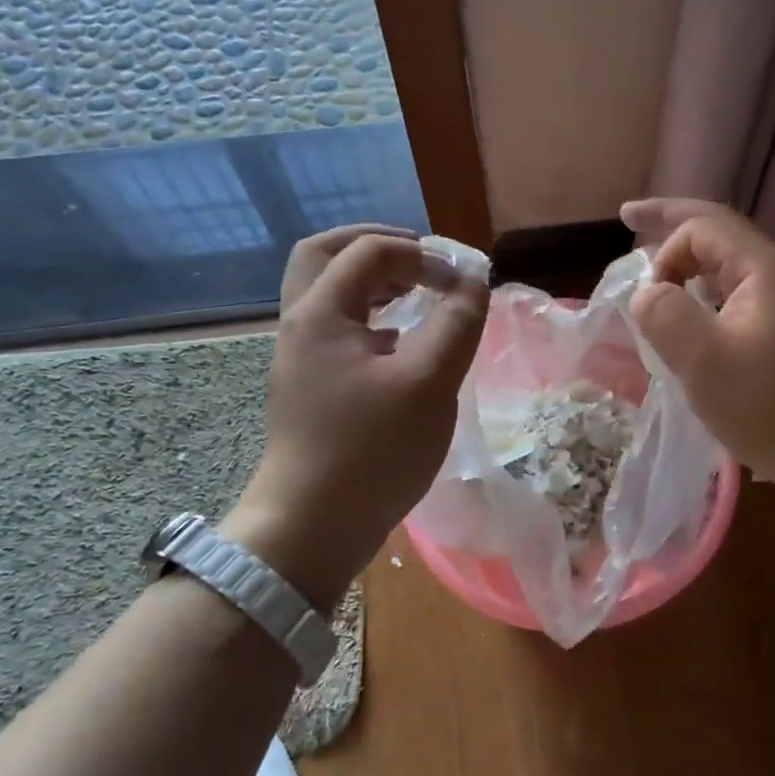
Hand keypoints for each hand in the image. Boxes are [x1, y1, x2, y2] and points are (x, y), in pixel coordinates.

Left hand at [221, 226, 488, 605]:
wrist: (312, 527)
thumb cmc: (373, 450)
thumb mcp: (429, 382)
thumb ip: (457, 322)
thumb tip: (473, 280)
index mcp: (321, 313)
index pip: (371, 252)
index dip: (423, 255)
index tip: (463, 283)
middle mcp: (301, 325)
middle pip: (327, 255)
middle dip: (380, 247)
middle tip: (423, 259)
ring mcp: (301, 358)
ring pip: (329, 294)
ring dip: (374, 281)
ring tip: (419, 293)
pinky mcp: (310, 387)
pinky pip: (337, 329)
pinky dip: (370, 317)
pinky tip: (404, 343)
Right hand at [621, 199, 774, 511]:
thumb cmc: (774, 407)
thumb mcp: (704, 361)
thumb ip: (665, 315)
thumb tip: (649, 293)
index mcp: (765, 268)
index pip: (703, 227)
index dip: (664, 248)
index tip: (649, 299)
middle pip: (720, 234)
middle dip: (672, 224)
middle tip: (630, 215)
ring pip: (730, 267)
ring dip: (691, 263)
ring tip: (658, 270)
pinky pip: (741, 296)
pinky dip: (708, 294)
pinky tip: (695, 317)